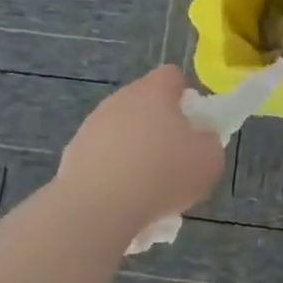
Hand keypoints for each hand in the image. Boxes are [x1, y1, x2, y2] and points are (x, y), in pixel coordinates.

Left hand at [57, 65, 225, 225]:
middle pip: (145, 103)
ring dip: (134, 150)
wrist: (100, 206)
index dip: (185, 96)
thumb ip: (209, 142)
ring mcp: (92, 125)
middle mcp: (120, 99)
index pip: (172, 76)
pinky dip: (113, 171)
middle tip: (173, 159)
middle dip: (159, 126)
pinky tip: (122, 198)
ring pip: (121, 130)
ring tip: (146, 188)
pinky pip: (102, 156)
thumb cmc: (163, 175)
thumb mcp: (209, 160)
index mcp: (154, 92)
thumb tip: (200, 138)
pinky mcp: (73, 152)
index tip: (192, 124)